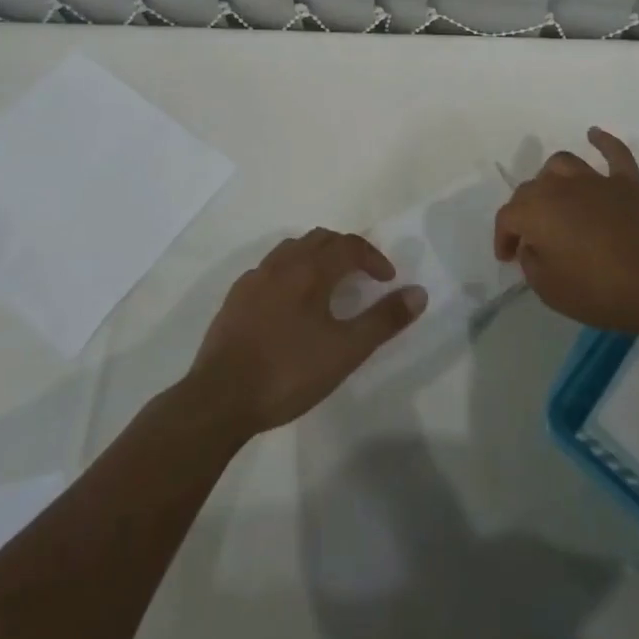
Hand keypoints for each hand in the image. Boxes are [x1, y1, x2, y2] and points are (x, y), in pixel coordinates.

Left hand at [187, 229, 425, 435]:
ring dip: (316, 257)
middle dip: (346, 251)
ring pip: (292, 250)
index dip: (374, 258)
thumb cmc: (289, 372)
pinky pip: (269, 270)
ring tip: (328, 284)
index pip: (349, 246)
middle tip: (362, 276)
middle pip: (320, 239)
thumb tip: (418, 293)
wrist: (219, 398)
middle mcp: (281, 264)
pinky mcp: (234, 299)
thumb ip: (384, 320)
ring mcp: (253, 279)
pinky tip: (290, 303)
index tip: (387, 280)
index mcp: (310, 270)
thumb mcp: (346, 351)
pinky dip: (290, 273)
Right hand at [494, 127, 638, 333]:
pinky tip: (594, 135)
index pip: (507, 217)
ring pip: (563, 164)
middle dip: (524, 211)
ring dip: (552, 177)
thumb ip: (531, 263)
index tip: (509, 257)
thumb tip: (533, 245)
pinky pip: (614, 152)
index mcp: (536, 212)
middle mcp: (560, 187)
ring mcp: (596, 180)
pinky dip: (602, 141)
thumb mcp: (549, 290)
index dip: (503, 237)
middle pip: (531, 188)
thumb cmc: (598, 291)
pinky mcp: (628, 182)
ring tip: (555, 195)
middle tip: (532, 237)